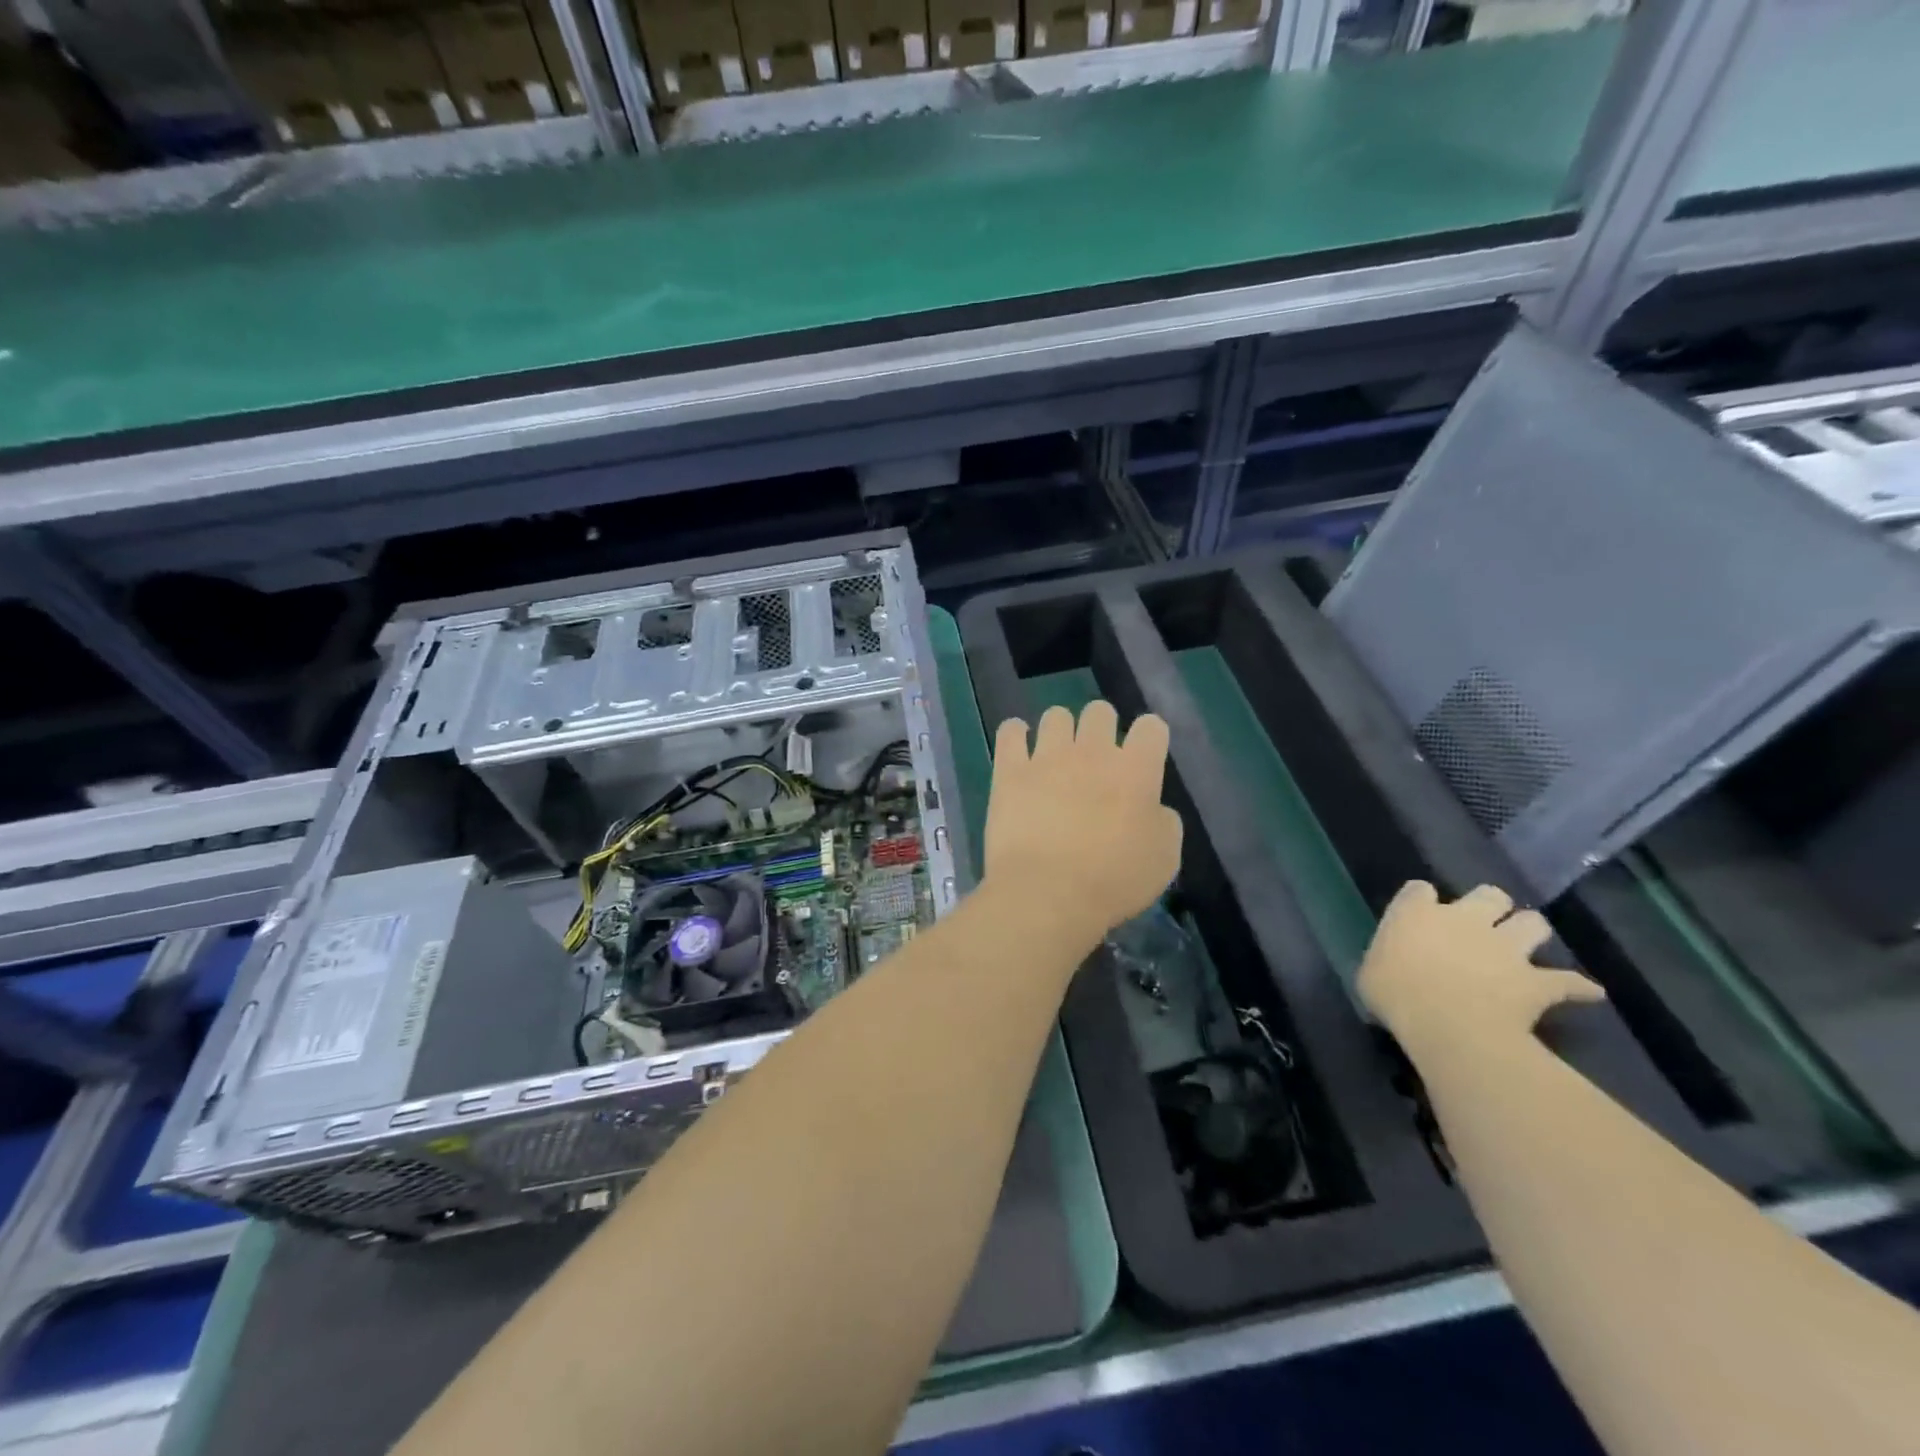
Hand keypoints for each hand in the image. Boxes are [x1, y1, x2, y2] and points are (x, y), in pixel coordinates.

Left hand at [985, 702, 1182, 946]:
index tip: (1143, 757)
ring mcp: (1047, 757)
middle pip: (1100, 711)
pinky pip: (1010, 731)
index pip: (1151, 727)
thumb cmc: (1113, 882)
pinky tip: (1018, 748)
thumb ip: (1163, 822)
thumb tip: (1152, 807)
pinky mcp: (1009, 770)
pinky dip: (1015, 735)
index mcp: (1136, 770)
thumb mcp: (1164, 859)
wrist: (1047, 894)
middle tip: (1096, 759)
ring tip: (1056, 756)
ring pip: (1055, 716)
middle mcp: (1092, 752)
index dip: (1149, 738)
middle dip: (1102, 728)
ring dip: (1060, 731)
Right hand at [1358, 882, 1603, 1054]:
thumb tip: (1392, 964)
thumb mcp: (1370, 974)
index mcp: (1417, 914)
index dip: (1422, 901)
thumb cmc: (1395, 994)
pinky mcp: (1536, 981)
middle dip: (1490, 906)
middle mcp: (1464, 919)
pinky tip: (1586, 993)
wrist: (1447, 1025)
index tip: (1420, 915)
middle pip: (1488, 895)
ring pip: (1533, 924)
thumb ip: (1387, 959)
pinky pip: (1569, 981)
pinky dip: (1577, 987)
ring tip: (1526, 947)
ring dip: (1531, 932)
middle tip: (1481, 925)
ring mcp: (1505, 948)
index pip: (1420, 890)